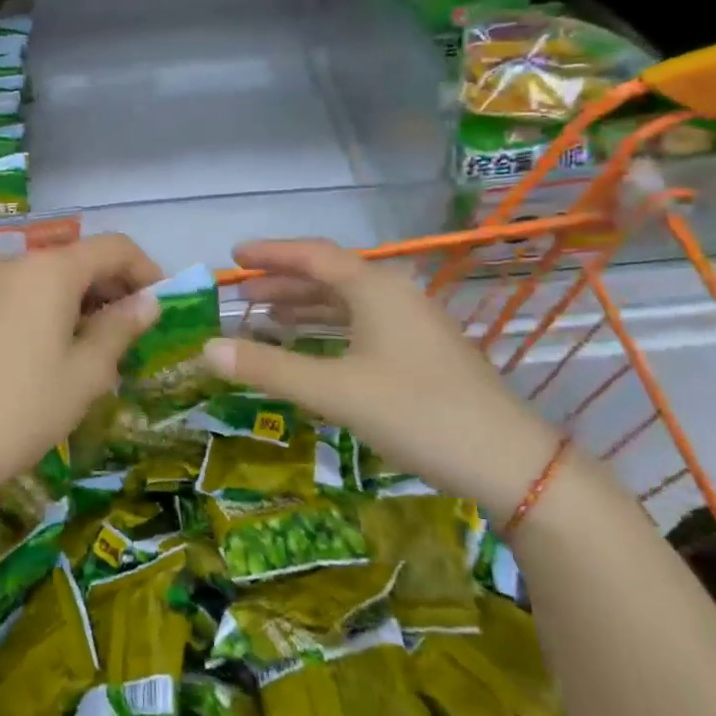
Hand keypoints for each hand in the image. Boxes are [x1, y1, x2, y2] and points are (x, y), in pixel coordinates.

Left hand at [0, 233, 162, 492]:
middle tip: (126, 331)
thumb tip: (148, 302)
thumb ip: (120, 328)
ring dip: (71, 301)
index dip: (145, 269)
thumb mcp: (85, 374)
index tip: (158, 304)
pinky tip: (35, 354)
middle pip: (74, 259)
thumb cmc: (22, 408)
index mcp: (51, 271)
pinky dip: (35, 312)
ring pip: (39, 279)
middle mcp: (12, 264)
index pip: (113, 247)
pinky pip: (8, 298)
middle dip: (108, 287)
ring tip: (83, 347)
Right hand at [202, 239, 561, 511]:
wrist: (509, 462)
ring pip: (347, 304)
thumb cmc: (416, 413)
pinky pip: (362, 326)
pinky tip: (312, 349)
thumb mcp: (335, 390)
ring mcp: (413, 324)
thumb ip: (269, 367)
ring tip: (264, 319)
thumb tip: (206, 348)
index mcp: (375, 288)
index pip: (313, 256)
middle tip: (240, 295)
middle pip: (329, 277)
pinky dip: (328, 330)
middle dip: (282, 283)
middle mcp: (394, 295)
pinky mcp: (422, 352)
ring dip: (305, 308)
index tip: (233, 256)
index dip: (271, 253)